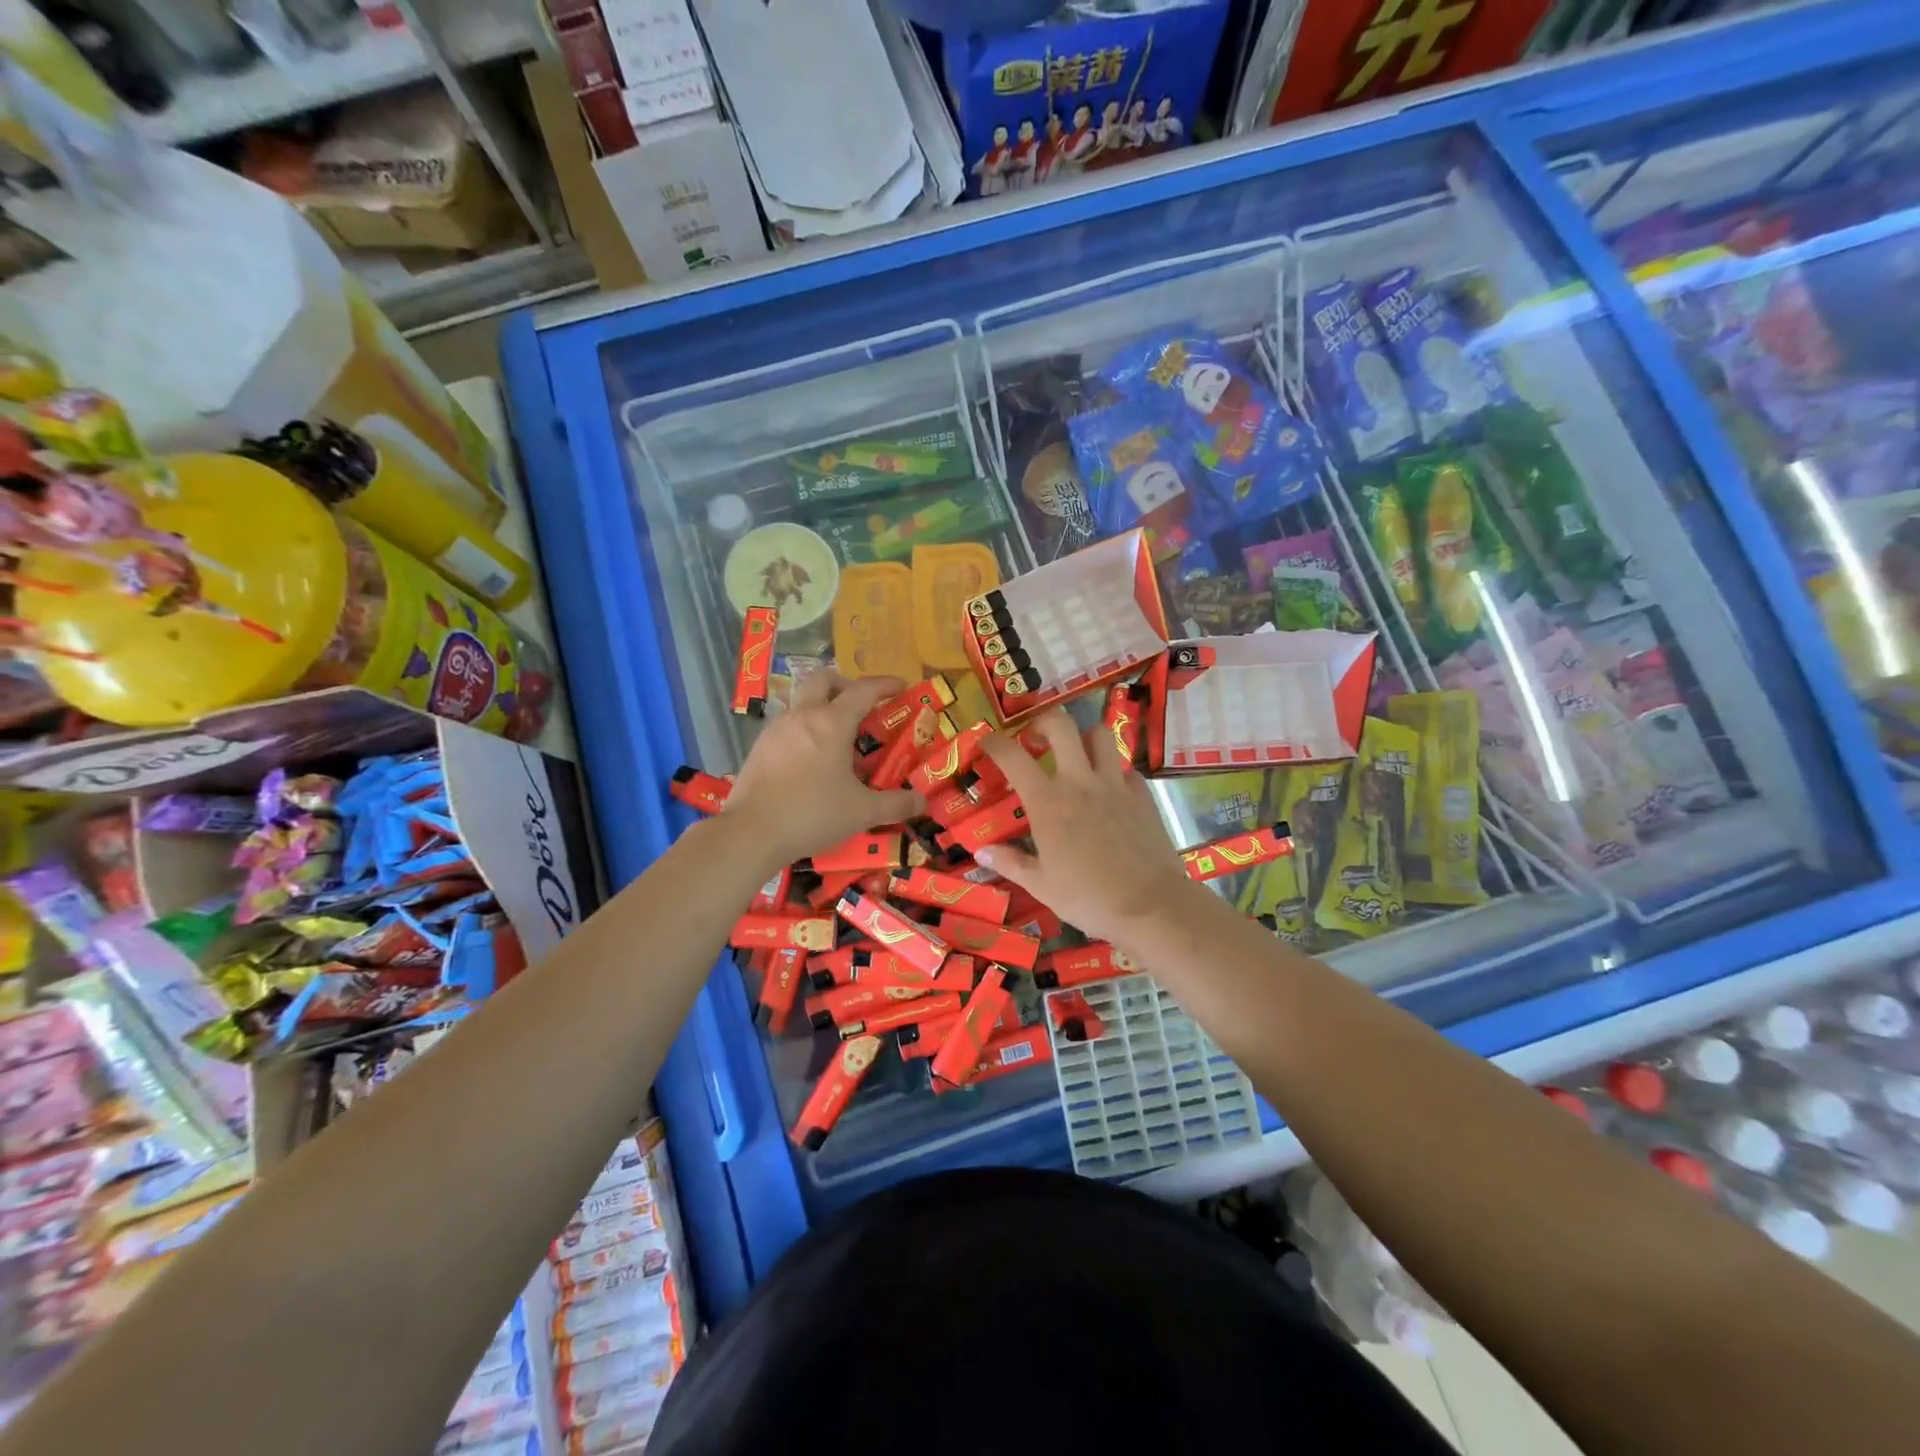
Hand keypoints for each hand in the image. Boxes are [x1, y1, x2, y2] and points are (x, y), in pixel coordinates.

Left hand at [722, 672, 922, 868]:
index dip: (885, 685)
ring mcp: (776, 730)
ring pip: (801, 702)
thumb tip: (922, 802)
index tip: (901, 687)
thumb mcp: (862, 812)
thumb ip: (896, 804)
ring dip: (822, 709)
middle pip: (823, 680)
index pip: (863, 690)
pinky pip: (787, 727)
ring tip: (838, 740)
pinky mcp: (759, 748)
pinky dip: (804, 731)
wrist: (751, 833)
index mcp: (831, 723)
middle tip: (862, 706)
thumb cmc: (813, 814)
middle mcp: (802, 716)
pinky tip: (811, 762)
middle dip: (845, 685)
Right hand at [972, 709, 1197, 947]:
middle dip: (1043, 722)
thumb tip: (981, 850)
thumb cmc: (1088, 898)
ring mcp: (1115, 784)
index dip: (994, 742)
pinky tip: (1111, 793)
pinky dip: (1115, 773)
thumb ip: (1010, 863)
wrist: (1150, 906)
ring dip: (1084, 739)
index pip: (1012, 756)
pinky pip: (1126, 769)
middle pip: (1061, 725)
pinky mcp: (1142, 795)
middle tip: (1036, 739)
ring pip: (1100, 735)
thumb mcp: (1040, 886)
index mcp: (1047, 802)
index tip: (986, 741)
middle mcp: (1079, 781)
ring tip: (1077, 757)